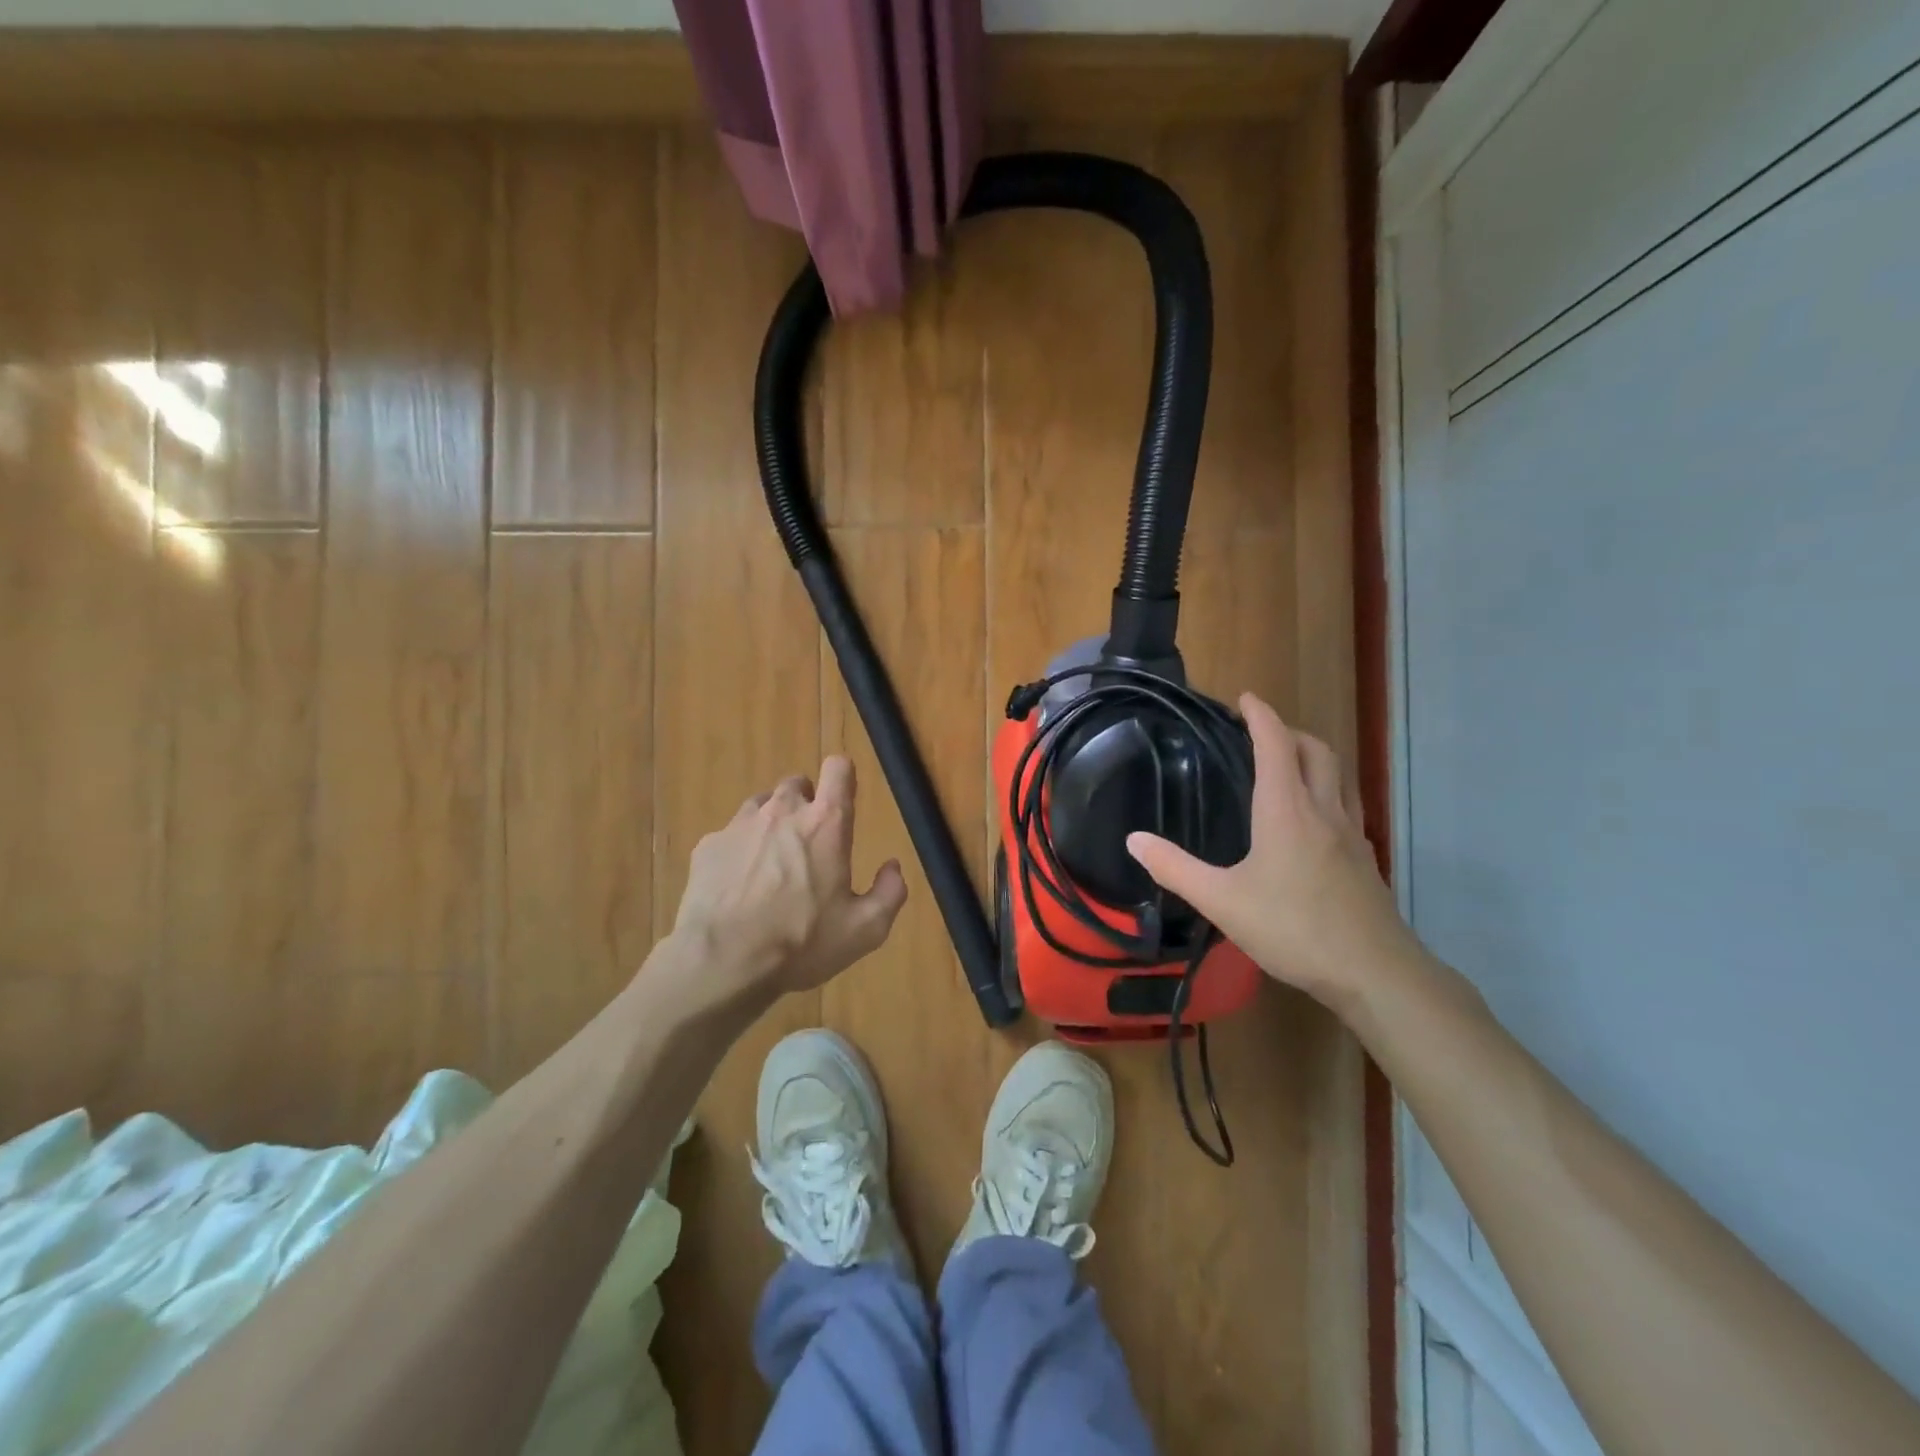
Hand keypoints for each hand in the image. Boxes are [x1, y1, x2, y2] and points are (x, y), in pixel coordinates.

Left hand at [670, 755, 907, 1003]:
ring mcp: (740, 825)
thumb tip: (893, 867)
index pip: (838, 769)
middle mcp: (783, 811)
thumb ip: (889, 893)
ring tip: (772, 864)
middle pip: (797, 784)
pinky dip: (739, 851)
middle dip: (806, 804)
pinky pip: (730, 836)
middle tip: (809, 844)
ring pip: (761, 806)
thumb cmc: (801, 942)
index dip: (843, 777)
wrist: (723, 961)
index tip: (843, 798)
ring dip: (772, 824)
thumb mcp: (865, 930)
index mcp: (826, 823)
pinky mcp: (708, 846)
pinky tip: (738, 886)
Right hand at [1126, 694, 1421, 1008]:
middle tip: (1262, 732)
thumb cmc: (1293, 928)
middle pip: (1316, 750)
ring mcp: (1351, 834)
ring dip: (1314, 756)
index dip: (1261, 715)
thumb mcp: (1221, 901)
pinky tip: (1314, 819)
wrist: (1374, 972)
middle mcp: (1323, 810)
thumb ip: (1175, 868)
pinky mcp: (1365, 858)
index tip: (1245, 697)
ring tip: (1290, 764)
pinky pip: (1347, 804)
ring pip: (1339, 775)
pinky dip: (1328, 790)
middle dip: (1290, 730)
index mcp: (1286, 809)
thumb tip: (1133, 839)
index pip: (1276, 744)